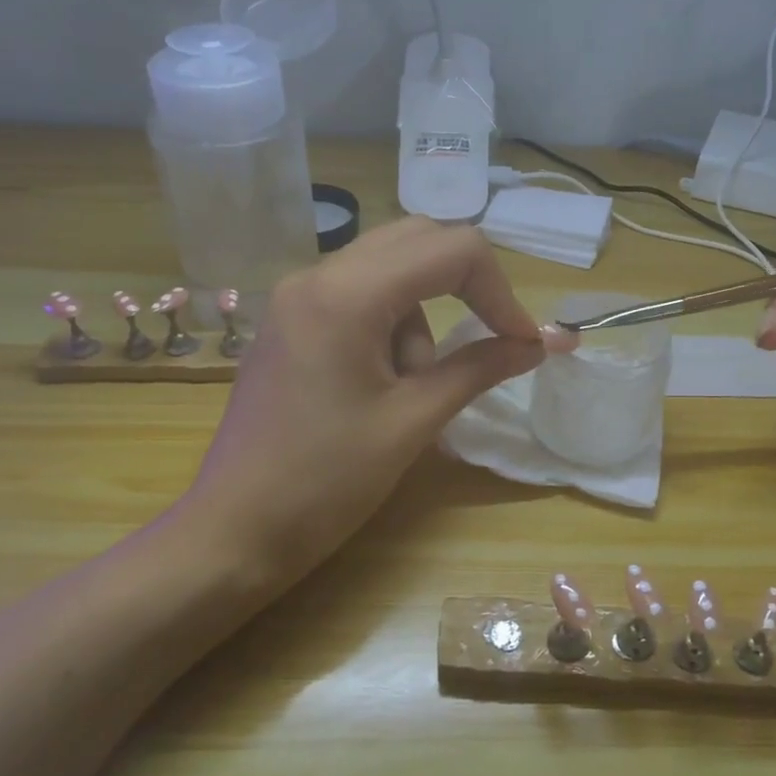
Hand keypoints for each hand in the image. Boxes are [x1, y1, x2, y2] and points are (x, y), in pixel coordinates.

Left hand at [187, 219, 552, 577]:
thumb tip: (542, 344)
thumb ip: (480, 368)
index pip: (452, 249)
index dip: (500, 291)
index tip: (521, 342)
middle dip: (464, 288)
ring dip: (420, 319)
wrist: (233, 533)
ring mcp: (297, 295)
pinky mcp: (291, 319)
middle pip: (419, 241)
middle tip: (485, 343)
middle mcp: (318, 275)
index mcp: (347, 293)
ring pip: (391, 270)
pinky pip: (360, 295)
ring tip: (406, 391)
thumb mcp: (413, 421)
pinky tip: (377, 385)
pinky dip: (390, 325)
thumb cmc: (325, 482)